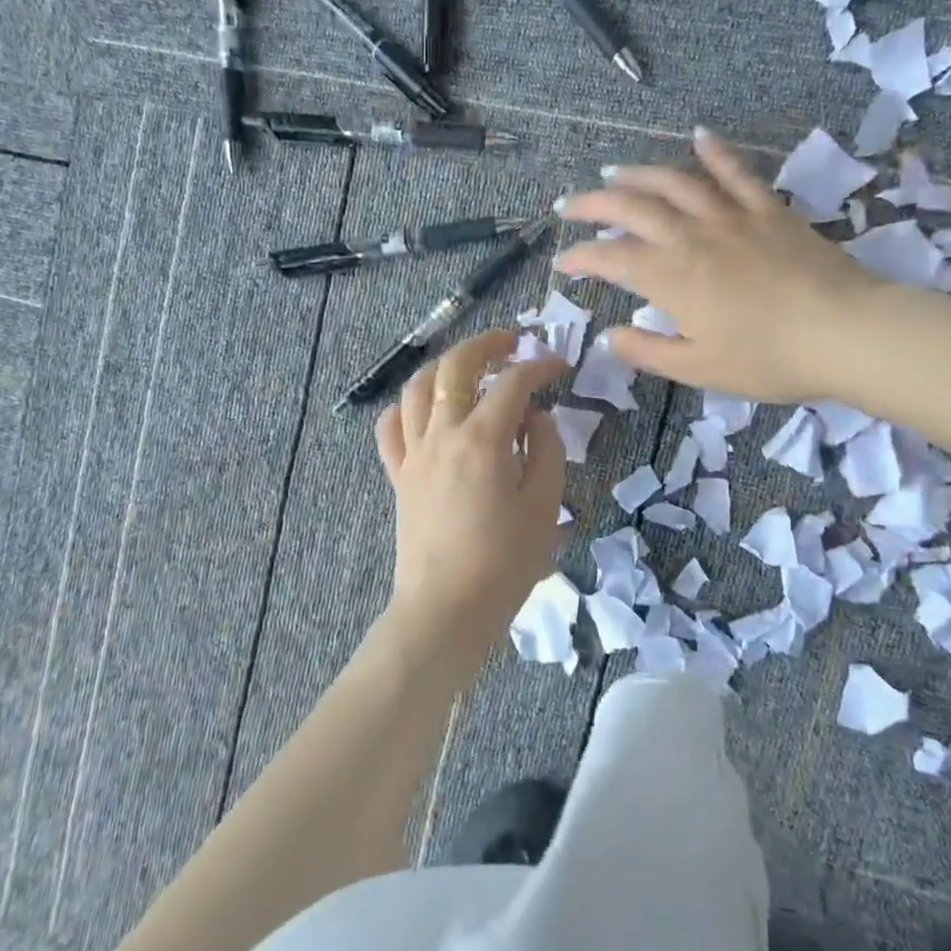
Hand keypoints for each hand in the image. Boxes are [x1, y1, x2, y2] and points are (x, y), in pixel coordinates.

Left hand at [375, 330, 568, 645]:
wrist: (446, 608)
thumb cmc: (504, 563)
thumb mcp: (544, 507)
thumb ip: (545, 450)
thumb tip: (534, 417)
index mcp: (483, 440)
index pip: (513, 383)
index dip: (540, 366)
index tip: (560, 366)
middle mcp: (442, 434)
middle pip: (455, 366)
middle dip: (485, 344)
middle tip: (510, 342)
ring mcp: (413, 454)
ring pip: (416, 387)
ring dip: (443, 367)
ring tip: (467, 369)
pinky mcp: (398, 475)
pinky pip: (390, 427)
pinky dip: (406, 407)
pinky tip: (425, 411)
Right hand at [553, 127, 886, 402]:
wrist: (845, 332)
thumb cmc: (768, 359)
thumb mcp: (699, 368)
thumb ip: (648, 351)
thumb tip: (610, 336)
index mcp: (671, 278)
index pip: (611, 259)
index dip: (581, 258)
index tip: (563, 263)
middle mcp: (692, 237)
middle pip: (632, 208)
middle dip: (594, 204)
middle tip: (570, 205)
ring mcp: (731, 217)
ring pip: (675, 182)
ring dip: (639, 174)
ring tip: (615, 173)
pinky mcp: (768, 209)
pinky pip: (736, 172)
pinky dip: (715, 152)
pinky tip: (698, 137)